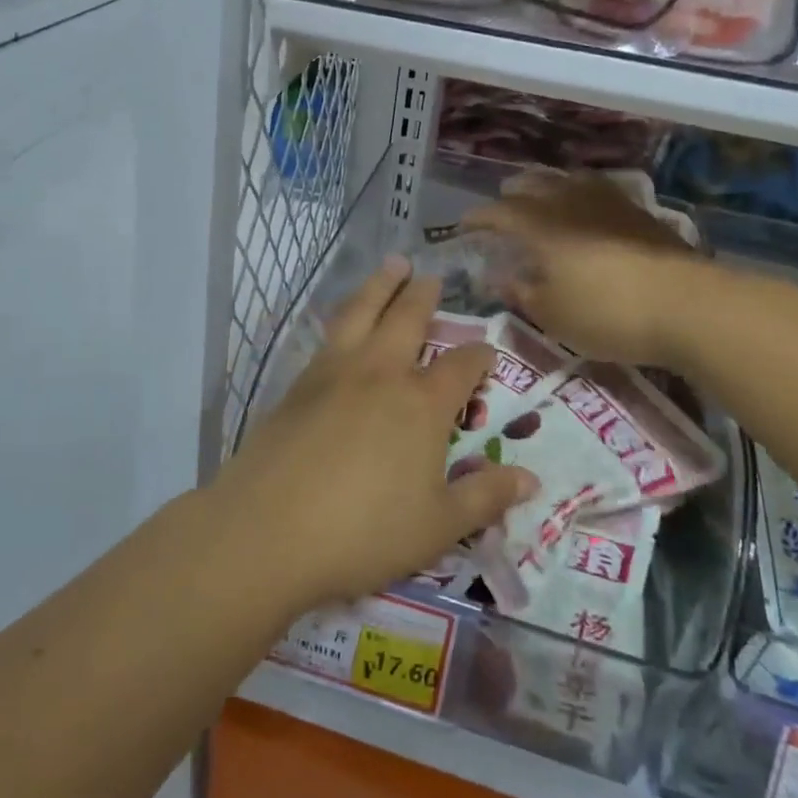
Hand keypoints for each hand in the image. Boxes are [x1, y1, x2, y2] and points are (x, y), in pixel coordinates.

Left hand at [216, 257, 537, 612]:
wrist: (268, 531)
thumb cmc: (364, 533)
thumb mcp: (438, 526)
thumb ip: (484, 498)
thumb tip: (529, 480)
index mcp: (422, 403)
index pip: (461, 366)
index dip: (479, 357)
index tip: (486, 352)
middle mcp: (380, 373)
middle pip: (407, 318)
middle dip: (423, 295)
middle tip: (430, 275)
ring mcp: (334, 372)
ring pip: (362, 312)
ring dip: (380, 285)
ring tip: (391, 264)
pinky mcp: (298, 383)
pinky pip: (329, 335)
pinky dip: (345, 316)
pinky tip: (344, 322)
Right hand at [461, 170, 716, 365]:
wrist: (688, 306)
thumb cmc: (607, 314)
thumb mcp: (552, 315)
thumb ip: (521, 292)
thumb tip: (498, 277)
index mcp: (541, 226)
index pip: (499, 212)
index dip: (478, 218)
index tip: (464, 226)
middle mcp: (571, 203)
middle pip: (534, 184)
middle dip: (513, 194)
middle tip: (504, 208)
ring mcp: (610, 203)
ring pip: (570, 180)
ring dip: (549, 186)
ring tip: (545, 200)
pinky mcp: (640, 213)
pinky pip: (600, 191)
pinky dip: (582, 195)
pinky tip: (590, 211)